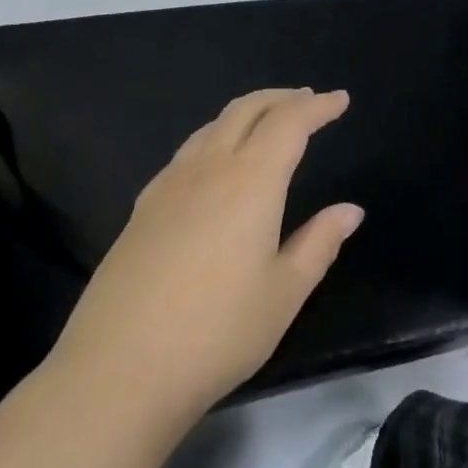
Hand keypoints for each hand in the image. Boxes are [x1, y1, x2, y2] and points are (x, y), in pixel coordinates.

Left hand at [48, 89, 362, 429]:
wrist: (118, 369)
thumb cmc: (217, 332)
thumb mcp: (283, 293)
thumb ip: (319, 243)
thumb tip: (349, 210)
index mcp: (250, 182)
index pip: (289, 123)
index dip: (317, 107)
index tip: (340, 99)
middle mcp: (208, 169)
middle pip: (246, 110)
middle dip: (281, 98)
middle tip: (308, 100)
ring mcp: (168, 186)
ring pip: (212, 127)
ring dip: (246, 113)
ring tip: (267, 122)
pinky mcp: (142, 208)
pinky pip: (187, 152)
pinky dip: (215, 138)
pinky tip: (216, 163)